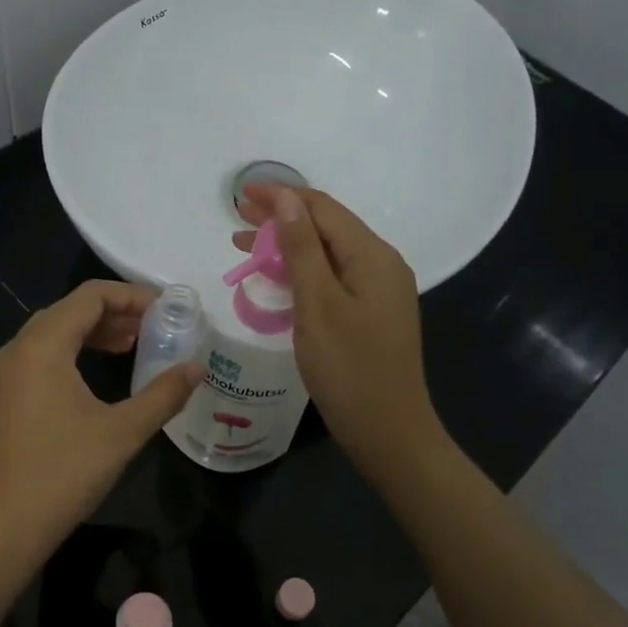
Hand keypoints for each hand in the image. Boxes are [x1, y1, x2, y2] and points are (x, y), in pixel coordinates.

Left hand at [0, 280, 198, 586]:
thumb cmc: (61, 475)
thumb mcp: (122, 433)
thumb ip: (163, 394)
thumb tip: (197, 368)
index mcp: (42, 346)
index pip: (90, 296)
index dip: (131, 295)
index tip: (167, 309)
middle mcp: (18, 349)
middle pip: (70, 310)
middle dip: (115, 312)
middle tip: (155, 327)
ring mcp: (5, 374)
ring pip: (54, 333)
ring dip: (94, 332)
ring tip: (133, 345)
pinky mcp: (3, 397)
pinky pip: (41, 356)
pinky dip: (74, 352)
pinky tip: (98, 374)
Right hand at [233, 185, 445, 478]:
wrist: (389, 433)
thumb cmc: (349, 369)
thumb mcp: (317, 305)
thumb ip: (302, 248)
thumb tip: (287, 198)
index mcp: (373, 255)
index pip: (323, 208)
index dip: (282, 196)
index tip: (242, 193)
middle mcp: (381, 264)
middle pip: (327, 226)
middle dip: (282, 217)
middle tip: (238, 215)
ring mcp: (379, 290)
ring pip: (328, 252)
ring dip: (288, 244)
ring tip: (244, 243)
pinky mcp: (372, 312)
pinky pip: (334, 276)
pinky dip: (302, 270)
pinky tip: (277, 276)